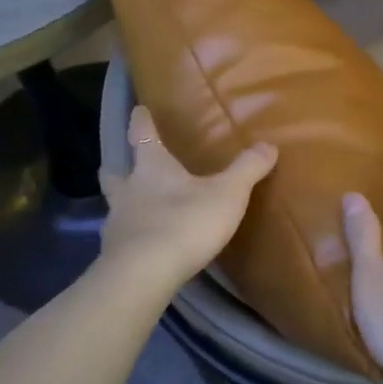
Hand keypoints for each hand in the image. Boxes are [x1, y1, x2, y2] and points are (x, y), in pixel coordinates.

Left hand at [99, 107, 276, 289]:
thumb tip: (269, 145)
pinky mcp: (114, 254)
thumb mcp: (227, 194)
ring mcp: (117, 223)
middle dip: (115, 169)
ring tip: (133, 211)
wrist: (145, 273)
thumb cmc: (186, 222)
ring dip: (121, 205)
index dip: (140, 121)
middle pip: (113, 174)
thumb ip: (247, 170)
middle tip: (118, 167)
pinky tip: (141, 247)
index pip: (142, 135)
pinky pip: (121, 239)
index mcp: (152, 168)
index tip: (137, 110)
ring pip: (114, 206)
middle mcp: (128, 191)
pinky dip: (129, 239)